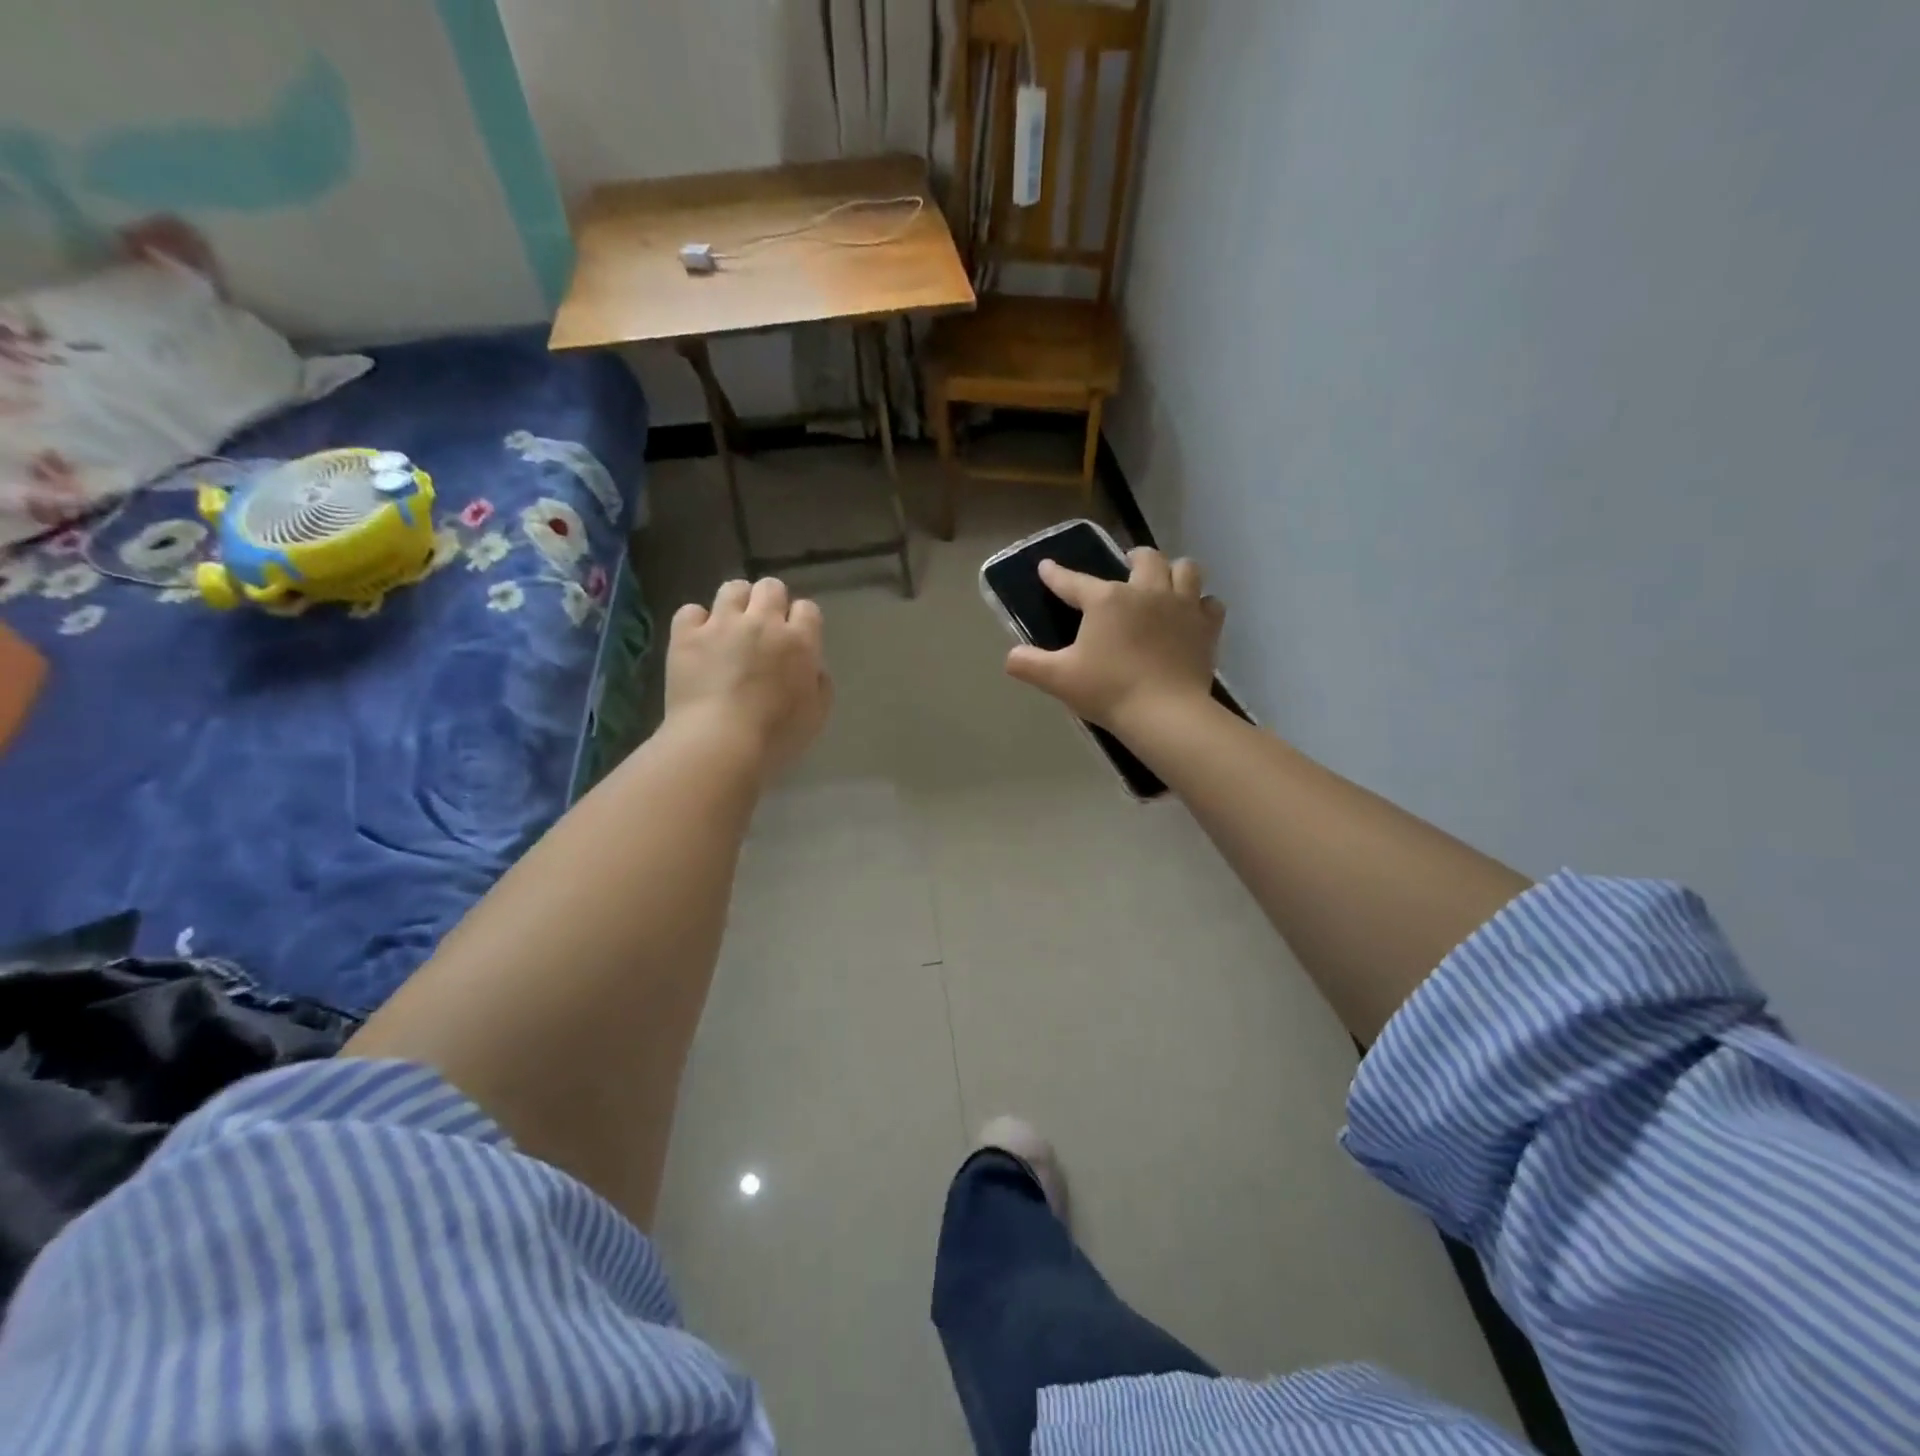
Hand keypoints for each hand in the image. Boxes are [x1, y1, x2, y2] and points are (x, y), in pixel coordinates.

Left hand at [666, 577, 831, 778]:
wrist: (719, 743)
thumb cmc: (776, 736)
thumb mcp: (816, 715)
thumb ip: (820, 683)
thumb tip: (812, 667)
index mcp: (799, 642)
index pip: (807, 608)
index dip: (801, 621)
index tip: (794, 639)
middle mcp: (763, 623)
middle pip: (770, 587)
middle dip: (769, 602)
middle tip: (763, 628)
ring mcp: (722, 625)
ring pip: (733, 589)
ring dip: (736, 603)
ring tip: (731, 626)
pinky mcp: (687, 635)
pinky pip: (691, 610)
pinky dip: (696, 623)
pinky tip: (698, 640)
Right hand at [1005, 547, 1224, 735]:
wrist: (1165, 713)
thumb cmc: (1108, 690)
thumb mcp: (1059, 678)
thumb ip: (1029, 664)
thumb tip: (1010, 657)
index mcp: (1107, 600)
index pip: (1074, 581)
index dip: (1056, 575)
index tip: (1047, 567)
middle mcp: (1146, 591)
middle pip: (1145, 558)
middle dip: (1134, 558)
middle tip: (1127, 567)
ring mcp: (1182, 606)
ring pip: (1185, 569)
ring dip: (1173, 572)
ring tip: (1164, 584)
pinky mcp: (1206, 627)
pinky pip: (1210, 604)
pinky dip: (1200, 605)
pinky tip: (1192, 616)